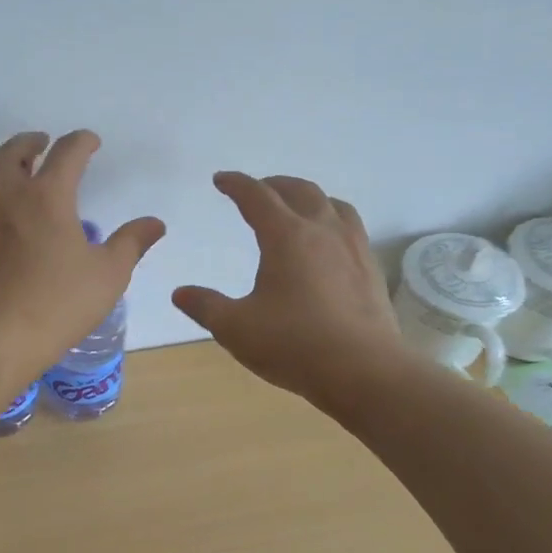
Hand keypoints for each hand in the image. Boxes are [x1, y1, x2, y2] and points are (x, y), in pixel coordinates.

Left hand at [0, 131, 164, 382]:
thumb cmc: (56, 305)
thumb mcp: (107, 276)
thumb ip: (131, 243)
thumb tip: (154, 224)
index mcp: (47, 194)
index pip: (68, 152)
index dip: (82, 142)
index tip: (90, 142)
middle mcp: (5, 190)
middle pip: (16, 150)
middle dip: (34, 142)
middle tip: (43, 145)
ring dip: (2, 157)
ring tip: (12, 164)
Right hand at [172, 172, 401, 406]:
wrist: (365, 372)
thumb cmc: (294, 344)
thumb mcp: (236, 328)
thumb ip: (205, 306)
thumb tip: (180, 293)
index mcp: (286, 236)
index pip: (257, 195)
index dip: (236, 184)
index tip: (221, 180)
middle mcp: (322, 231)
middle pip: (299, 190)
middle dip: (273, 184)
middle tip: (256, 190)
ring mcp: (353, 248)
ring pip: (332, 204)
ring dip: (308, 197)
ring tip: (295, 207)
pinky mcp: (371, 269)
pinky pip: (350, 227)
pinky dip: (331, 220)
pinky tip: (327, 244)